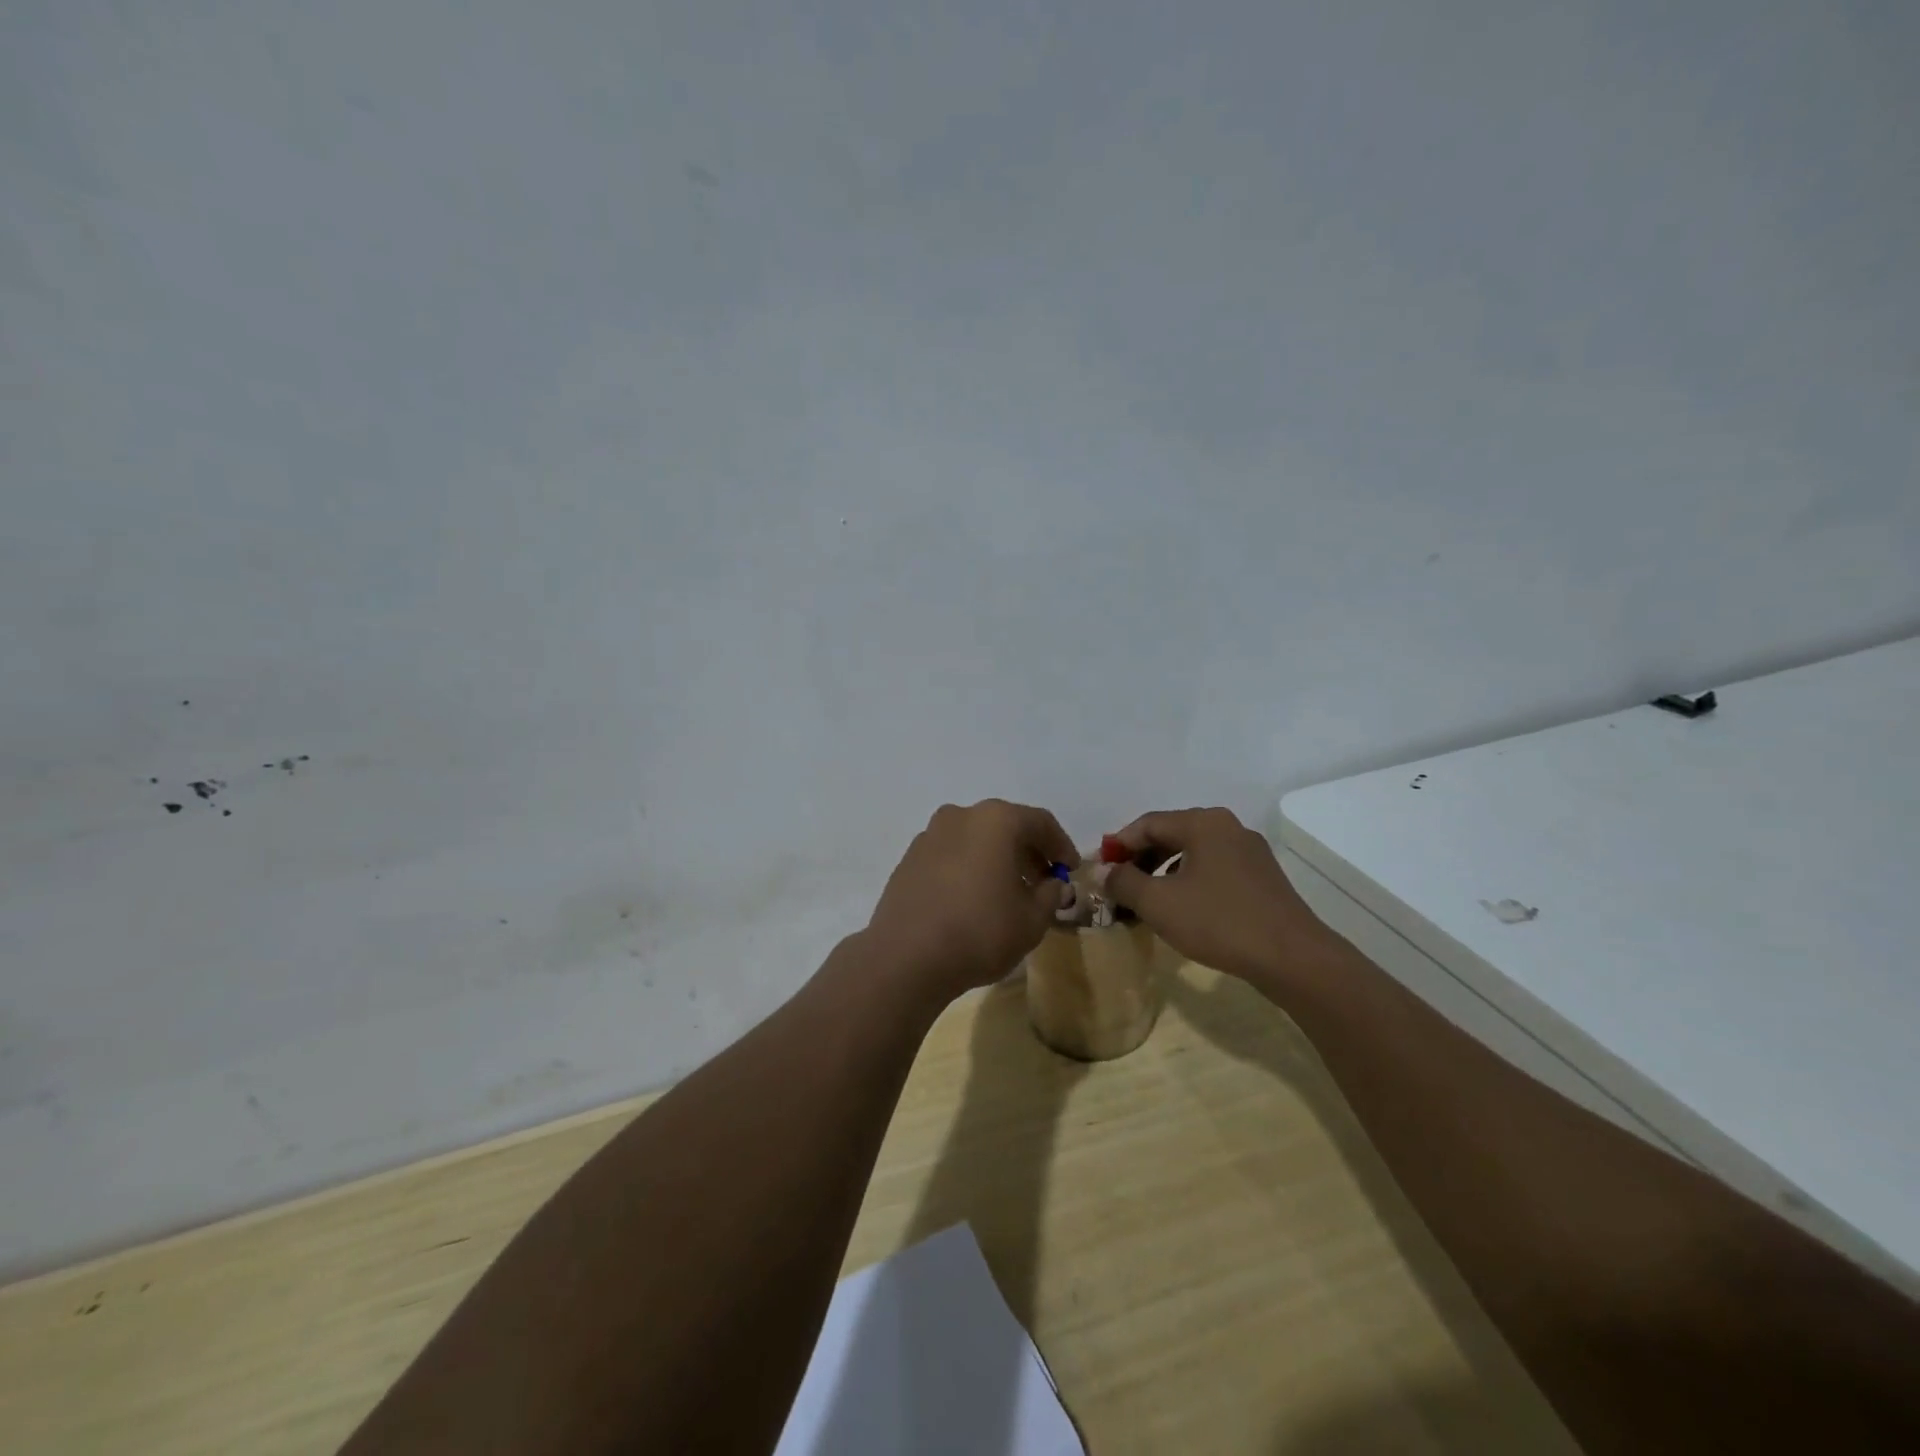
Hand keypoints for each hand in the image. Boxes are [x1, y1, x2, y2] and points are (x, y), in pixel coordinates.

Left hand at [864, 800, 1078, 1002]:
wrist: (906, 957)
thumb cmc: (980, 932)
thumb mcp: (1032, 920)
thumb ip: (1050, 895)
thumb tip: (1054, 884)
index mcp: (996, 820)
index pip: (1041, 823)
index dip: (1061, 846)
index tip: (1071, 870)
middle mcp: (961, 816)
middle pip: (1005, 826)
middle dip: (1028, 852)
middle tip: (1043, 882)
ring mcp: (930, 835)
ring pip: (975, 839)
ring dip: (997, 859)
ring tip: (1009, 893)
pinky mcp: (909, 858)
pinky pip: (951, 854)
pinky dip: (969, 867)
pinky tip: (974, 898)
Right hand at [1101, 807, 1327, 984]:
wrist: (1292, 958)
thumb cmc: (1218, 922)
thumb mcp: (1158, 903)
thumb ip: (1123, 882)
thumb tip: (1102, 871)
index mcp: (1202, 823)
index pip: (1147, 824)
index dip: (1118, 845)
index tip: (1099, 871)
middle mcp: (1227, 827)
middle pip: (1170, 834)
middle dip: (1140, 859)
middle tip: (1118, 886)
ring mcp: (1249, 851)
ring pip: (1192, 853)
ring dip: (1162, 872)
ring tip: (1145, 900)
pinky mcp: (1261, 876)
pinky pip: (1213, 868)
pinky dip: (1188, 881)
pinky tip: (1181, 908)